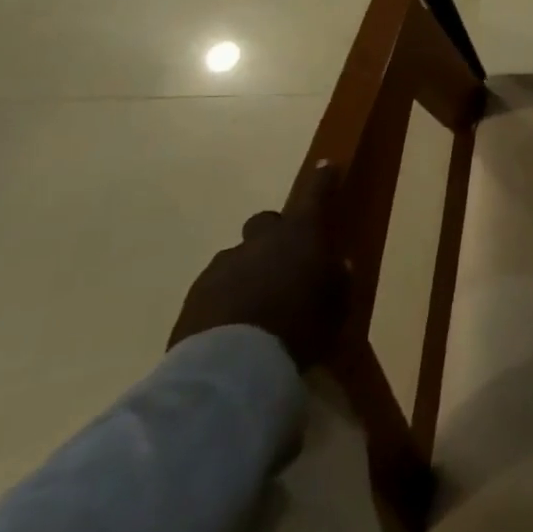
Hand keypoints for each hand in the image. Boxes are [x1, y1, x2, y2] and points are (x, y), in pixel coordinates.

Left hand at [168, 162, 349, 368]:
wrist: (232, 366)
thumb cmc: (299, 327)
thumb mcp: (337, 306)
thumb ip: (338, 281)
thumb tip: (338, 266)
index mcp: (300, 235)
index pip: (314, 195)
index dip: (321, 180)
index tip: (324, 165)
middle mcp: (260, 241)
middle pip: (265, 221)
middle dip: (274, 235)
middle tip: (284, 260)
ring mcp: (222, 266)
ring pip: (238, 257)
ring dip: (248, 270)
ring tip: (257, 303)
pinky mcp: (194, 296)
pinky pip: (215, 286)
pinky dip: (226, 297)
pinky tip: (234, 324)